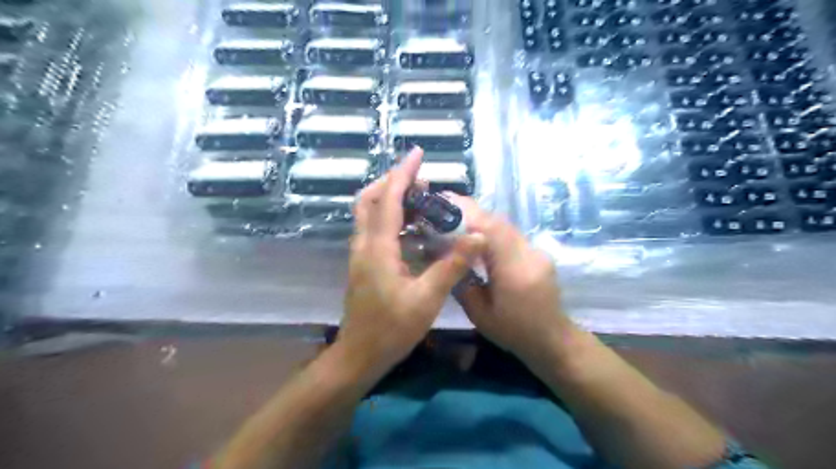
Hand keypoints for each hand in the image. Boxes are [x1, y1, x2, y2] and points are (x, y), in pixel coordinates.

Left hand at [337, 149, 486, 379]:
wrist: (360, 355)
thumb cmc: (392, 329)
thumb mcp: (427, 299)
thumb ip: (452, 266)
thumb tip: (478, 237)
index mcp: (378, 248)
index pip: (388, 199)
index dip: (402, 173)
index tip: (418, 154)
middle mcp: (364, 245)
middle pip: (369, 199)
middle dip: (392, 181)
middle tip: (420, 179)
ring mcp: (361, 254)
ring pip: (369, 214)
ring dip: (390, 199)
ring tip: (420, 198)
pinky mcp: (364, 264)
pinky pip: (374, 230)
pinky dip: (391, 218)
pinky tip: (413, 228)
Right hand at [448, 194, 579, 362]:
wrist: (552, 339)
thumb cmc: (514, 333)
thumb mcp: (479, 315)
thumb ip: (462, 284)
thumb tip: (448, 259)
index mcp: (515, 271)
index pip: (493, 229)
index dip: (469, 212)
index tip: (446, 201)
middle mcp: (530, 255)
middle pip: (499, 222)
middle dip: (471, 214)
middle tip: (446, 213)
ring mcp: (537, 252)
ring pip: (506, 227)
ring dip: (482, 223)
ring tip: (459, 226)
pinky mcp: (538, 254)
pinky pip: (512, 236)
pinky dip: (493, 234)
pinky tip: (480, 243)